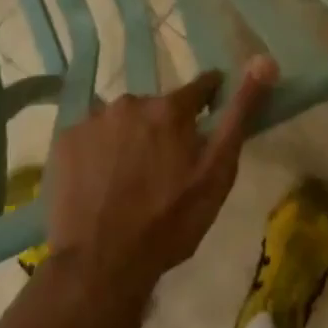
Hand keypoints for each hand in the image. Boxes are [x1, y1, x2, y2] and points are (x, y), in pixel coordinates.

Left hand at [45, 57, 276, 327]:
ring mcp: (92, 119)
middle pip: (157, 107)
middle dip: (164, 128)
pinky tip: (101, 183)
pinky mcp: (63, 141)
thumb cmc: (169, 223)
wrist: (100, 266)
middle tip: (165, 168)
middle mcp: (130, 101)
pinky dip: (99, 152)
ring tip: (129, 180)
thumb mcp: (217, 173)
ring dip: (130, 138)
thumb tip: (264, 60)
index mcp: (170, 108)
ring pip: (122, 121)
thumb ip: (239, 114)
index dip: (209, 100)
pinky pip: (91, 136)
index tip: (209, 117)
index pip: (200, 87)